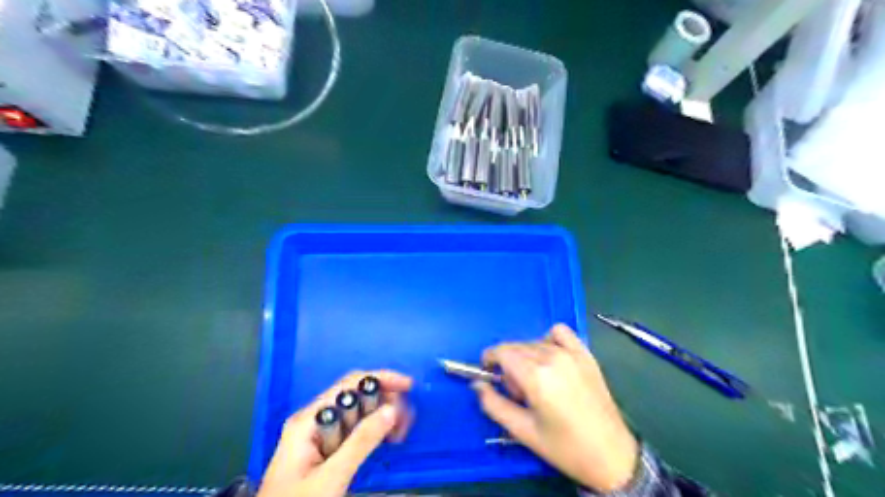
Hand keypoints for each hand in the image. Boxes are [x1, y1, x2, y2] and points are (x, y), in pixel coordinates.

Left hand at [258, 371, 411, 496]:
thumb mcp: (331, 476)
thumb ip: (361, 442)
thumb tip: (392, 409)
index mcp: (310, 419)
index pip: (350, 384)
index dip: (380, 379)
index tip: (408, 387)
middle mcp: (314, 420)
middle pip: (356, 396)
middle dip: (384, 401)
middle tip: (407, 420)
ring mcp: (319, 435)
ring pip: (358, 414)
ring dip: (381, 418)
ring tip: (400, 433)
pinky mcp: (325, 451)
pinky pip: (354, 432)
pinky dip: (372, 432)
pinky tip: (386, 440)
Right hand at [473, 325, 640, 491]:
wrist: (611, 455)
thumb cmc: (564, 448)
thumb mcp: (523, 432)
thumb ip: (494, 405)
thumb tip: (478, 384)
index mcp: (536, 376)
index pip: (502, 352)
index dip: (490, 359)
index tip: (488, 373)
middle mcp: (552, 357)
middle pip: (516, 346)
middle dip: (508, 364)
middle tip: (517, 392)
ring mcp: (572, 353)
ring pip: (534, 342)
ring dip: (526, 356)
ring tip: (536, 382)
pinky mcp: (585, 354)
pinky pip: (560, 332)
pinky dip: (549, 339)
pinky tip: (551, 359)